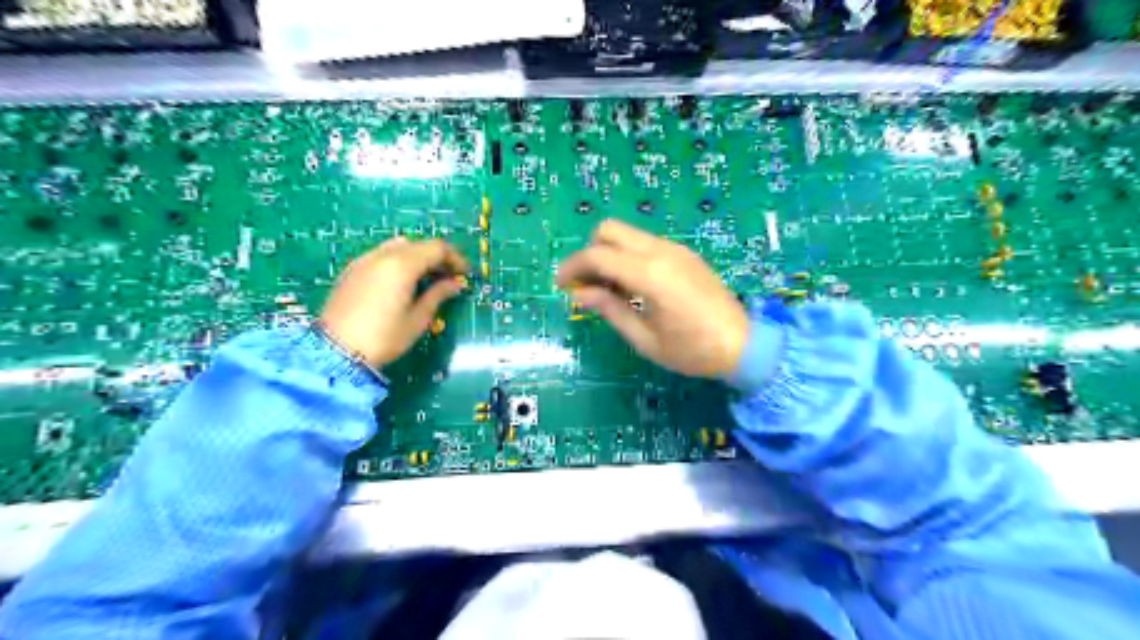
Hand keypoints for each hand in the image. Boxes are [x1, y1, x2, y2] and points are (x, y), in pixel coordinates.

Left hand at [320, 239, 465, 366]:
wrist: (335, 351)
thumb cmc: (383, 338)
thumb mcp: (418, 319)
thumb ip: (438, 295)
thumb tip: (455, 284)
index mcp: (402, 265)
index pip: (437, 248)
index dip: (455, 258)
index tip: (465, 274)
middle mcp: (383, 255)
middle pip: (418, 244)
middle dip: (437, 257)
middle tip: (449, 277)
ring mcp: (364, 260)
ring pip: (398, 246)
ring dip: (417, 257)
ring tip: (426, 279)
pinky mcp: (352, 270)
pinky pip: (381, 255)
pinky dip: (398, 261)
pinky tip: (401, 282)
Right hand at [556, 220, 750, 379]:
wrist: (744, 344)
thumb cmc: (692, 350)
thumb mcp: (644, 339)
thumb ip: (610, 309)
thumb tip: (578, 293)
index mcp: (650, 274)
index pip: (597, 255)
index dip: (572, 267)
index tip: (560, 285)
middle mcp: (661, 251)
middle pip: (609, 230)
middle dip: (590, 253)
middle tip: (587, 285)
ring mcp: (675, 249)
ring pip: (627, 235)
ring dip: (609, 254)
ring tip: (610, 291)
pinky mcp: (684, 253)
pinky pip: (645, 244)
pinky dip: (628, 257)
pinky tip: (633, 287)